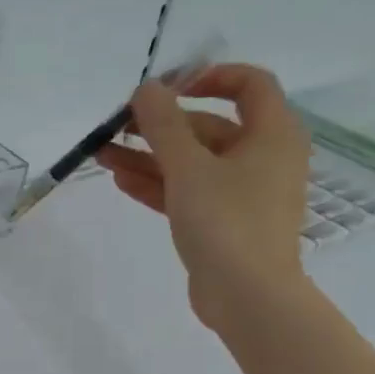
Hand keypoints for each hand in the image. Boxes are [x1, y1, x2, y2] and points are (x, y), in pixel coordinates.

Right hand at [98, 64, 310, 331]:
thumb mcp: (189, 167)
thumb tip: (146, 89)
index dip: (208, 76)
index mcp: (272, 134)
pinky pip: (190, 192)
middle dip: (160, 124)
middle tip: (118, 126)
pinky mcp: (224, 222)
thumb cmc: (226, 222)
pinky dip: (159, 184)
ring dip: (150, 156)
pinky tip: (121, 180)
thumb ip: (163, 124)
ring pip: (193, 162)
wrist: (248, 297)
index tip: (167, 87)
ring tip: (103, 154)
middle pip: (209, 126)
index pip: (249, 83)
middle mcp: (263, 157)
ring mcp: (243, 193)